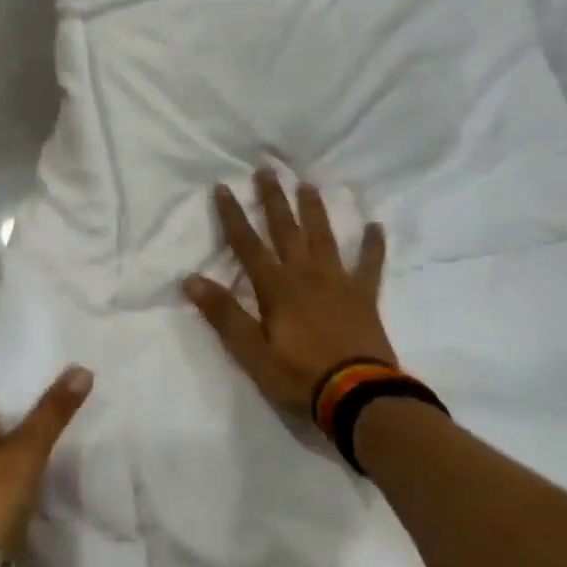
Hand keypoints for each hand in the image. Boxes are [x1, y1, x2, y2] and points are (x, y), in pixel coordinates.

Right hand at [182, 171, 391, 419]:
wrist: (359, 396)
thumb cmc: (300, 376)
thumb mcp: (252, 353)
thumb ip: (224, 315)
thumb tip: (191, 279)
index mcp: (276, 287)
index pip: (247, 244)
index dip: (233, 216)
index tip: (223, 188)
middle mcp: (306, 274)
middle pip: (286, 229)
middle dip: (273, 199)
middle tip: (267, 170)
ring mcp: (338, 282)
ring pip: (324, 237)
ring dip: (314, 210)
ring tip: (308, 184)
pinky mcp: (364, 296)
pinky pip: (370, 265)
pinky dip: (373, 246)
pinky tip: (376, 226)